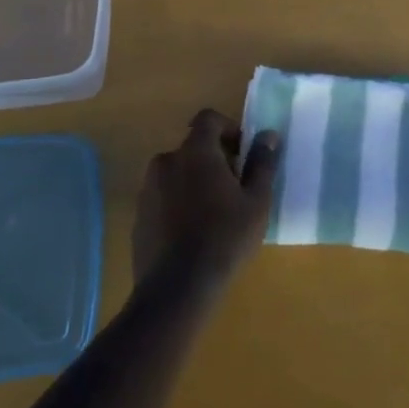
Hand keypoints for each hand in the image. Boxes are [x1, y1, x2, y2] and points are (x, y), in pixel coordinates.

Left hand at [133, 109, 281, 291]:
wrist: (177, 288)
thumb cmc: (225, 238)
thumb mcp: (256, 201)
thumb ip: (262, 163)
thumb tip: (269, 135)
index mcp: (195, 152)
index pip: (209, 119)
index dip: (228, 128)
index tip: (243, 153)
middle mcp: (167, 160)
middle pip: (193, 147)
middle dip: (215, 159)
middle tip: (234, 189)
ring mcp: (148, 188)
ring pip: (178, 172)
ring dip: (195, 181)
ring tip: (214, 214)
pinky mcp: (139, 214)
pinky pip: (164, 196)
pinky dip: (178, 202)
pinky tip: (192, 232)